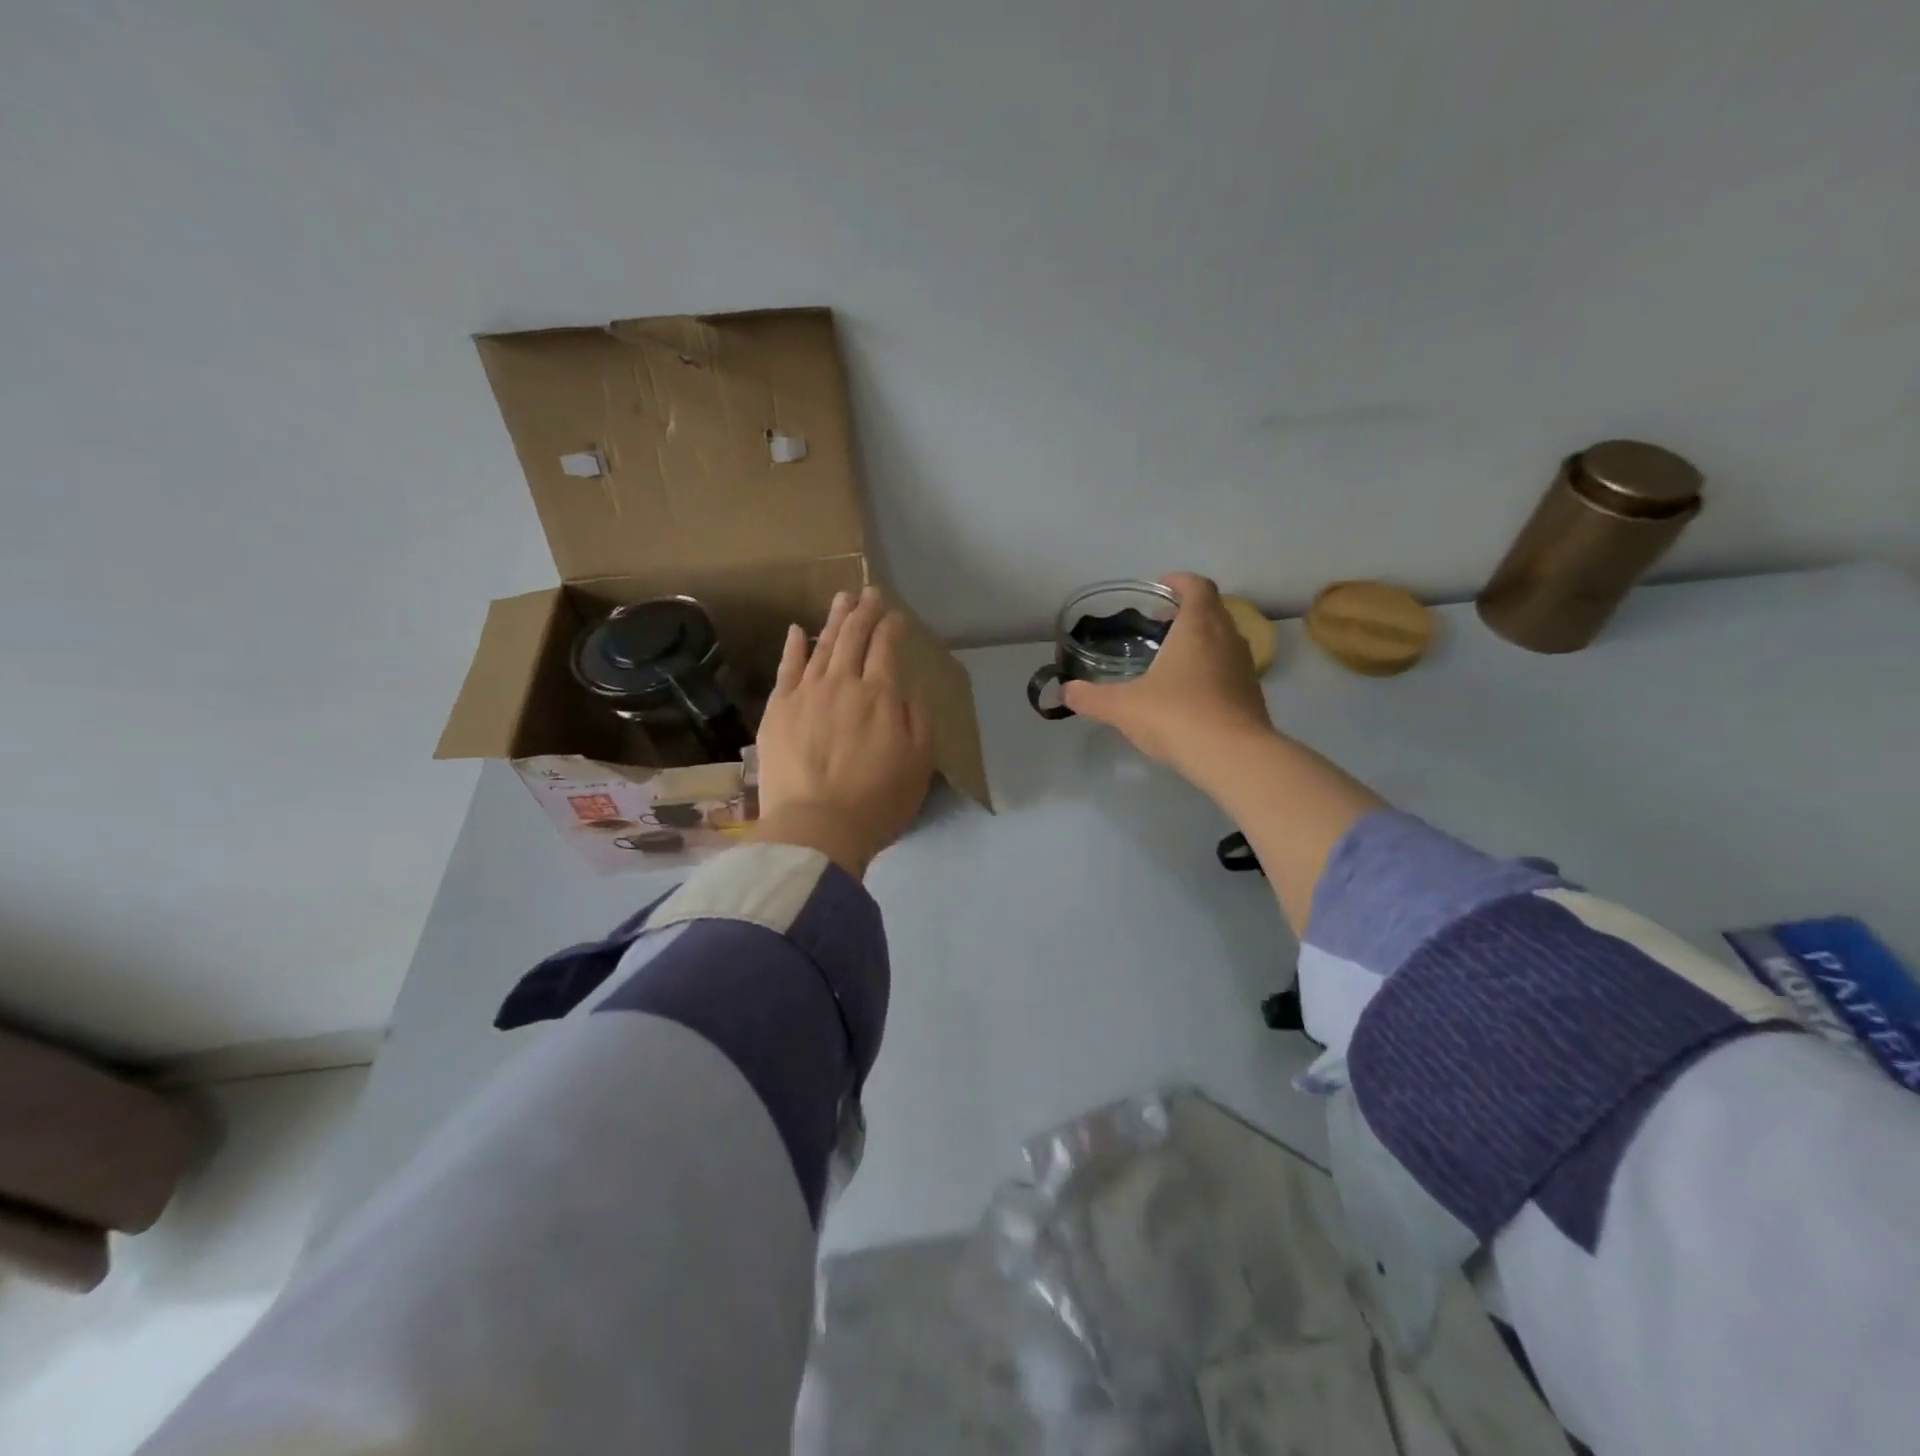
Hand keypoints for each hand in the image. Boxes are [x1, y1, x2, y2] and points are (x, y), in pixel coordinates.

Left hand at [750, 586, 935, 878]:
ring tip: (842, 599)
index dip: (892, 628)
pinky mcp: (778, 709)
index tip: (897, 617)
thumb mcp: (918, 764)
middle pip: (854, 638)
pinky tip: (797, 630)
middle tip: (870, 594)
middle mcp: (843, 684)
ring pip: (821, 645)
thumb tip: (907, 690)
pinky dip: (793, 646)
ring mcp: (806, 693)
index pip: (886, 648)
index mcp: (880, 696)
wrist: (816, 828)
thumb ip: (916, 721)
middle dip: (864, 612)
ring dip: (834, 620)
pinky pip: (786, 668)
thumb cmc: (877, 802)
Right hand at [1063, 572, 1277, 776]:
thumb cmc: (1176, 716)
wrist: (1233, 757)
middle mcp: (1227, 638)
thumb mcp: (1122, 707)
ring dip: (1201, 640)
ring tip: (1172, 658)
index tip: (1161, 586)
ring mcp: (1244, 667)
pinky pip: (1230, 669)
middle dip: (1186, 611)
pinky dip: (1211, 669)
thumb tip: (1066, 692)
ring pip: (1224, 640)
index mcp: (1198, 627)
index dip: (1180, 581)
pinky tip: (1189, 693)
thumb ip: (1091, 697)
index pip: (1197, 587)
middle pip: (1212, 610)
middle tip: (1159, 624)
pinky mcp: (1252, 695)